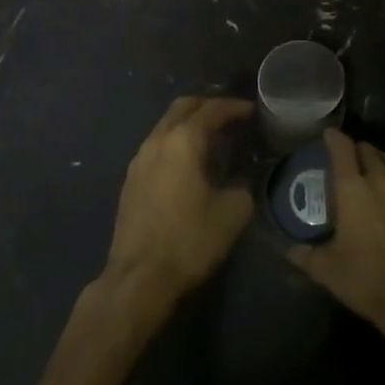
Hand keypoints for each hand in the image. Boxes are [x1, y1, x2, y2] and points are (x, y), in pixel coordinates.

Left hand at [102, 96, 254, 307]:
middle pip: (184, 107)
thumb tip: (242, 177)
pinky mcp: (131, 179)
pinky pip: (157, 145)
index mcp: (184, 140)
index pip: (213, 110)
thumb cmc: (190, 240)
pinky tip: (190, 161)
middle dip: (209, 106)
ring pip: (166, 125)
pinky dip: (176, 141)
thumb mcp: (233, 212)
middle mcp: (158, 140)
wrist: (139, 278)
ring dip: (190, 123)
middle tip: (232, 117)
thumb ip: (243, 185)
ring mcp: (139, 158)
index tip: (253, 111)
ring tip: (213, 137)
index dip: (235, 107)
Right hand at [288, 128, 384, 336]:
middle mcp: (379, 179)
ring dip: (382, 159)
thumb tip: (289, 249)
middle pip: (368, 150)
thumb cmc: (363, 278)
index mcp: (351, 187)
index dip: (333, 138)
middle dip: (356, 151)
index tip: (328, 137)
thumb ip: (304, 254)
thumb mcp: (324, 268)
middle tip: (349, 162)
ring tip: (376, 169)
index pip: (341, 147)